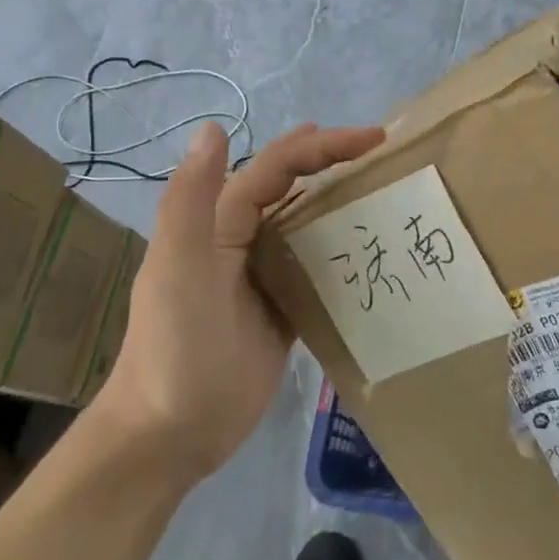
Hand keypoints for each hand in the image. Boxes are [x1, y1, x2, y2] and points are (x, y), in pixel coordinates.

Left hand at [92, 120, 385, 483]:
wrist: (172, 433)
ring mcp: (265, 274)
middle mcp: (244, 238)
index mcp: (222, 220)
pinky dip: (343, 251)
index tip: (375, 139)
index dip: (323, 145)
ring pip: (309, 223)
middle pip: (295, 185)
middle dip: (334, 160)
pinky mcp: (284, 309)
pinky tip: (373, 250)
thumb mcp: (179, 267)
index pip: (278, 166)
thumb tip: (214, 126)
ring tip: (387, 190)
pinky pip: (319, 267)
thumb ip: (192, 198)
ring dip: (342, 201)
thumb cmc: (176, 346)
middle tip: (384, 151)